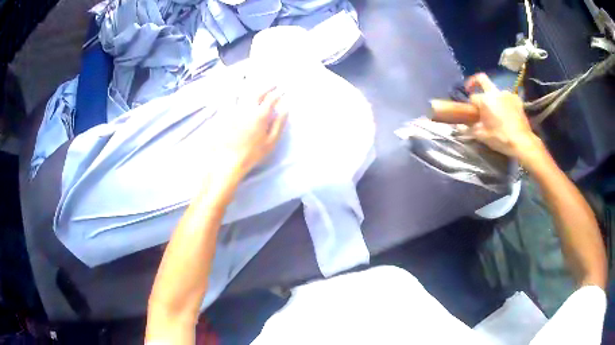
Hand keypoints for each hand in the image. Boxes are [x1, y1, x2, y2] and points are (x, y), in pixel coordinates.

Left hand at [214, 86, 287, 177]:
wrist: (227, 160)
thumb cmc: (251, 154)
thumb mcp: (270, 142)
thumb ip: (279, 124)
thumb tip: (285, 110)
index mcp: (260, 115)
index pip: (271, 99)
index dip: (278, 93)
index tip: (282, 91)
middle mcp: (247, 108)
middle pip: (258, 92)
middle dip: (266, 87)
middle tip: (272, 84)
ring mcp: (233, 110)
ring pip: (241, 92)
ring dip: (248, 86)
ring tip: (252, 82)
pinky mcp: (223, 114)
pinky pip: (228, 99)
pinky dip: (232, 94)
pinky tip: (234, 93)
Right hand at [463, 73, 543, 165]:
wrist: (522, 142)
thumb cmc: (501, 138)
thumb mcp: (482, 136)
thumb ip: (470, 128)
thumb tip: (460, 126)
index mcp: (485, 100)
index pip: (473, 97)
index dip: (471, 105)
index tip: (472, 114)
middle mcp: (495, 92)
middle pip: (482, 79)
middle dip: (474, 81)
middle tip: (472, 88)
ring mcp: (507, 94)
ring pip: (496, 91)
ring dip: (493, 98)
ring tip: (496, 111)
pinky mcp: (517, 99)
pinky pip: (507, 97)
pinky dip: (504, 102)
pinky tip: (507, 113)